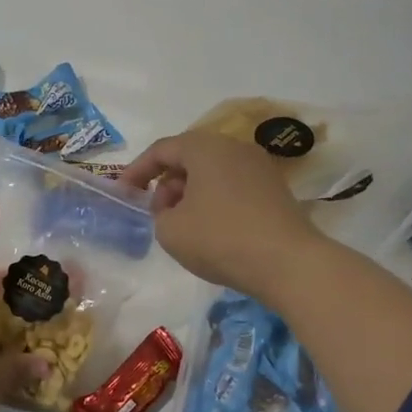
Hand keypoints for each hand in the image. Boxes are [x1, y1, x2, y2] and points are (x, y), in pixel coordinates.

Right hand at [120, 130, 322, 300]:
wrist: (289, 263)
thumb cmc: (220, 239)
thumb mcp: (170, 230)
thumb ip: (159, 214)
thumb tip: (174, 209)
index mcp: (204, 148)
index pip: (161, 150)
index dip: (136, 171)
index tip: (123, 193)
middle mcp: (234, 147)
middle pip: (189, 158)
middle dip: (166, 184)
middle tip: (158, 214)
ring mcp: (259, 167)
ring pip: (212, 173)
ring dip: (191, 194)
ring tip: (184, 225)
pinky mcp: (276, 189)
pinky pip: (233, 186)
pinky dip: (214, 201)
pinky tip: (213, 231)